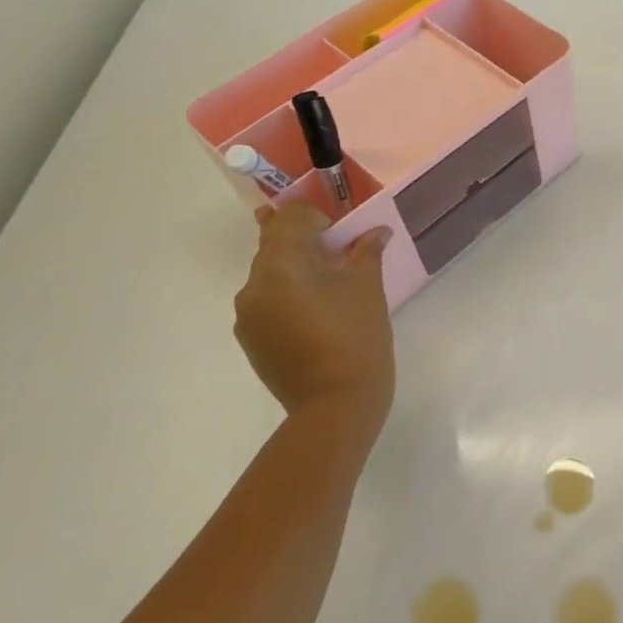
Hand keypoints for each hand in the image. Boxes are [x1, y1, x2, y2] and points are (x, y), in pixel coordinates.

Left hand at [233, 203, 394, 426]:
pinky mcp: (249, 338)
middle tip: (339, 258)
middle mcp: (253, 284)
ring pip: (269, 274)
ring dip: (296, 270)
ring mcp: (247, 314)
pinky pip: (266, 301)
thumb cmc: (357, 338)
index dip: (319, 218)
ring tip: (329, 293)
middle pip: (274, 243)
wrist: (335, 405)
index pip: (290, 217)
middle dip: (306, 242)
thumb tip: (375, 231)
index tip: (343, 239)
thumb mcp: (368, 289)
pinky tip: (316, 319)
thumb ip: (366, 252)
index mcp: (281, 265)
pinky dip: (287, 296)